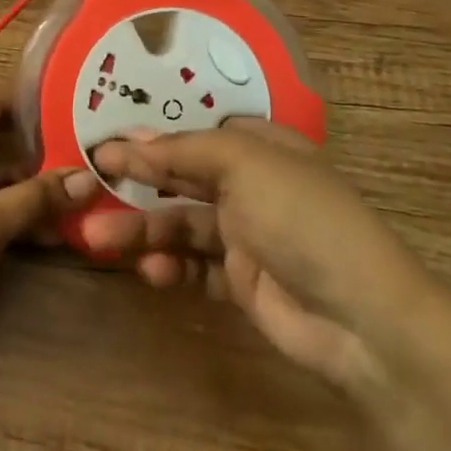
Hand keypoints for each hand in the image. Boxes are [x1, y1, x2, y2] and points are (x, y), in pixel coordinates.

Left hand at [0, 90, 99, 324]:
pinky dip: (25, 206)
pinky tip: (62, 220)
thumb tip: (89, 177)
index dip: (26, 98)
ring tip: (84, 181)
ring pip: (3, 172)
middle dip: (41, 141)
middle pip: (0, 137)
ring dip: (38, 181)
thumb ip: (35, 198)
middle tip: (85, 137)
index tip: (68, 95)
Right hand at [88, 119, 450, 450]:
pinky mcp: (242, 281)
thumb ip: (183, 149)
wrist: (361, 319)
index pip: (197, 131)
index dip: (153, 134)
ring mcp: (247, 234)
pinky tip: (152, 271)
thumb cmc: (301, 217)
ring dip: (143, 230)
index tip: (106, 139)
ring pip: (182, 223)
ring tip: (99, 241)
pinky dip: (172, 266)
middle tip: (88, 181)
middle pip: (183, 175)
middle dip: (138, 180)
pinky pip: (195, 266)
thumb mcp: (244, 163)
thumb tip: (130, 136)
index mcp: (261, 146)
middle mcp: (252, 184)